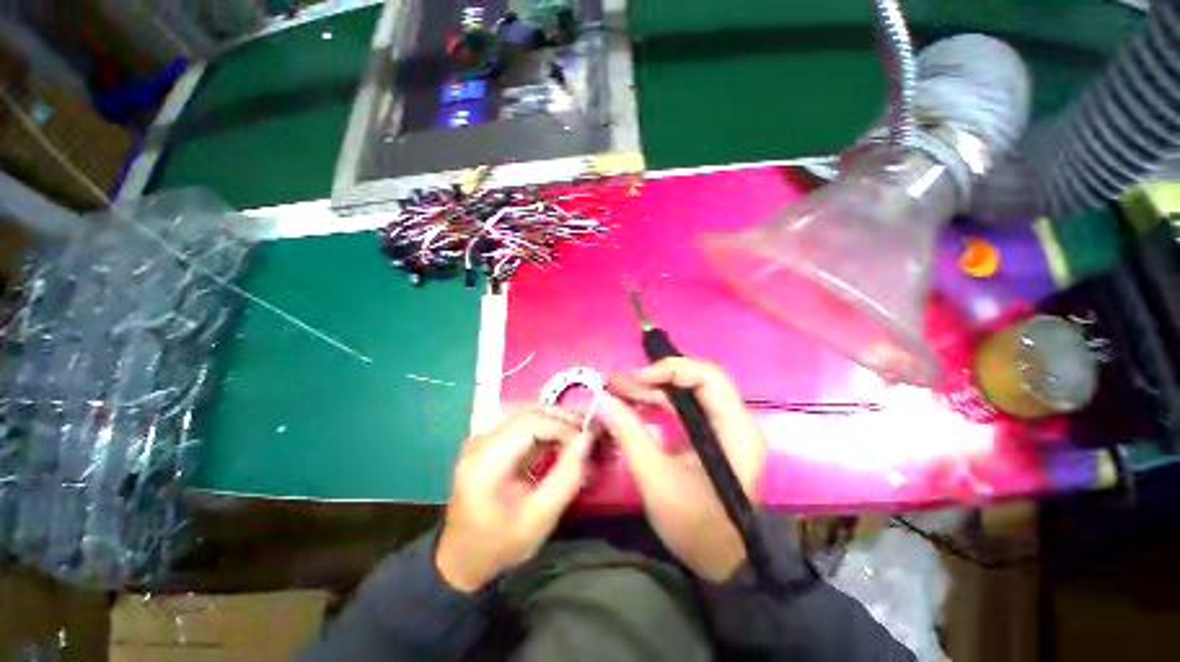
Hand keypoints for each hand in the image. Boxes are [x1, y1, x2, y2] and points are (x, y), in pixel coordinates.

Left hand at [436, 406, 592, 592]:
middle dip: (559, 418)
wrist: (464, 557)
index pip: (527, 425)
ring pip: (523, 412)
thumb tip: (587, 438)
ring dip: (552, 418)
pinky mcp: (487, 441)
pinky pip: (519, 422)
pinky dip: (542, 425)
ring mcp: (481, 439)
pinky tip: (558, 438)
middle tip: (585, 432)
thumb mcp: (541, 518)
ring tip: (575, 433)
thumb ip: (567, 477)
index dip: (560, 426)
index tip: (585, 439)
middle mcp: (479, 443)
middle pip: (525, 413)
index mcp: (485, 464)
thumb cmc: (502, 543)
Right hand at [601, 358, 766, 582]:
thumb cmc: (695, 527)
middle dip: (654, 379)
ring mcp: (723, 428)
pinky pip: (683, 409)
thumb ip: (630, 435)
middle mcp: (735, 421)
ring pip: (686, 394)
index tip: (637, 379)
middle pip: (695, 381)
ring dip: (652, 390)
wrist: (719, 563)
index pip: (708, 377)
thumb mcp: (656, 480)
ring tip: (617, 390)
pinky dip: (657, 405)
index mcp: (735, 430)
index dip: (671, 369)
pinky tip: (633, 406)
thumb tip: (603, 400)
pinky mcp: (711, 436)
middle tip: (618, 382)